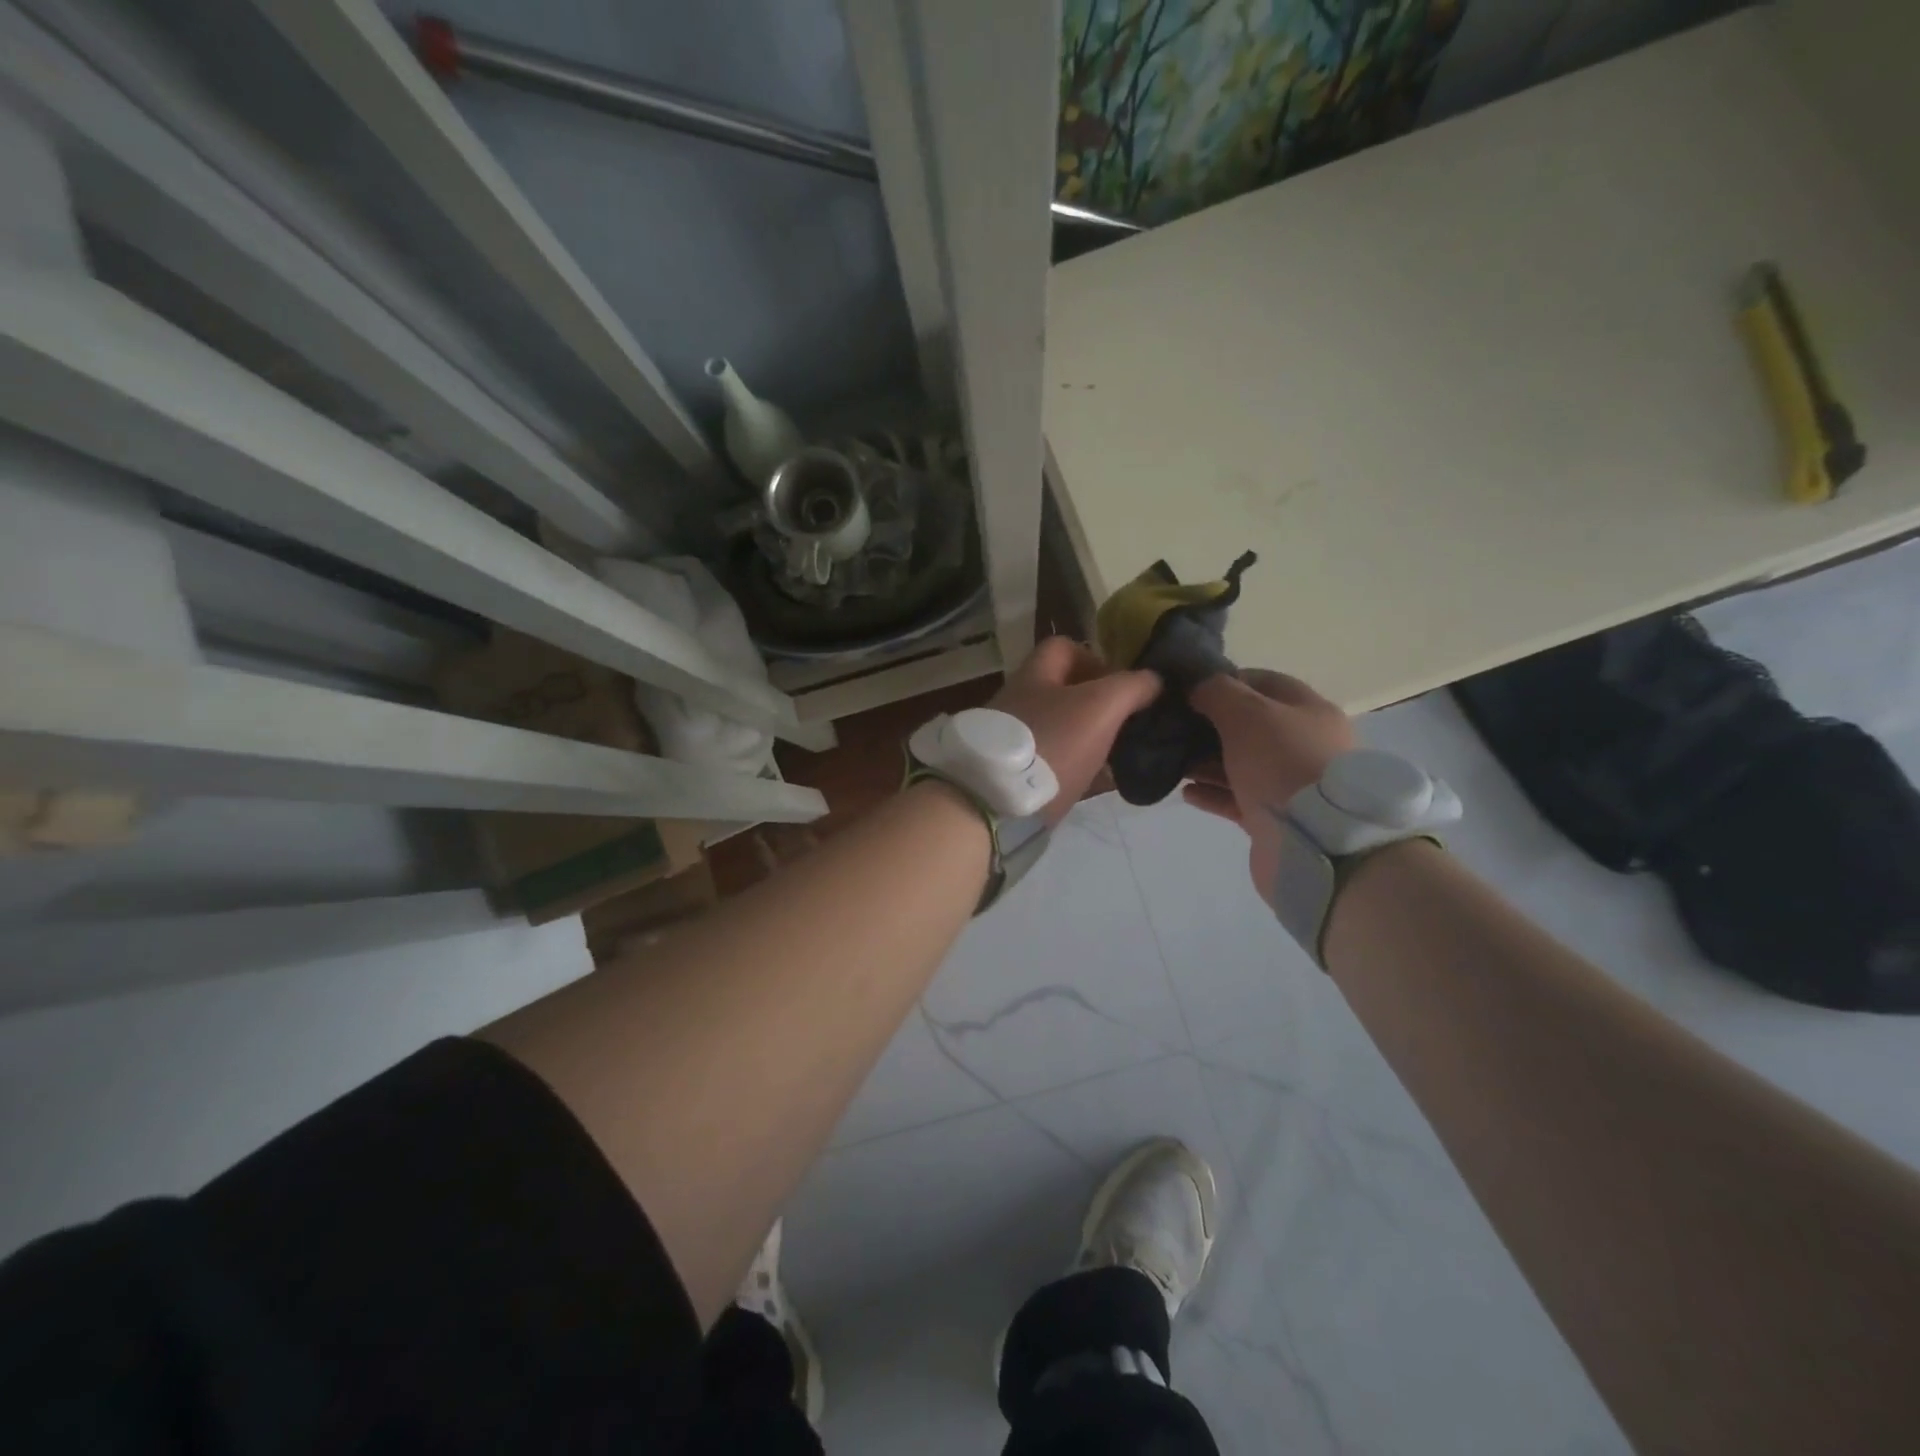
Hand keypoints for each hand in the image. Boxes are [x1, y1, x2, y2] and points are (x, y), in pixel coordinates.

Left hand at [990, 638, 1160, 825]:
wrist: (997, 805)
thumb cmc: (1052, 744)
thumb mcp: (1100, 707)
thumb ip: (1131, 687)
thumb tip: (1154, 679)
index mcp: (1035, 676)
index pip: (1064, 648)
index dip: (1097, 658)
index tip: (1124, 684)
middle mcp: (1020, 702)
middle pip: (1065, 692)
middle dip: (1100, 704)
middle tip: (1130, 723)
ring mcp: (1015, 740)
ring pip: (1062, 729)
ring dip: (1092, 739)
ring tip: (1122, 755)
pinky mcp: (1016, 775)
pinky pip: (1056, 764)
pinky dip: (1080, 769)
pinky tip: (1103, 783)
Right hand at [1185, 670, 1356, 905]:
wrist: (1313, 841)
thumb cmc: (1282, 763)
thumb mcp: (1247, 713)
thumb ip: (1218, 693)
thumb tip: (1197, 687)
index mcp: (1308, 711)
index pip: (1263, 683)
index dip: (1226, 682)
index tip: (1189, 690)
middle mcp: (1302, 744)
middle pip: (1249, 726)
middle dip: (1210, 725)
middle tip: (1173, 727)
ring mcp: (1289, 784)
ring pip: (1240, 764)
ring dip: (1206, 762)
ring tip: (1173, 761)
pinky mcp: (1274, 818)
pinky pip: (1236, 799)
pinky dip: (1212, 793)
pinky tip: (1186, 792)